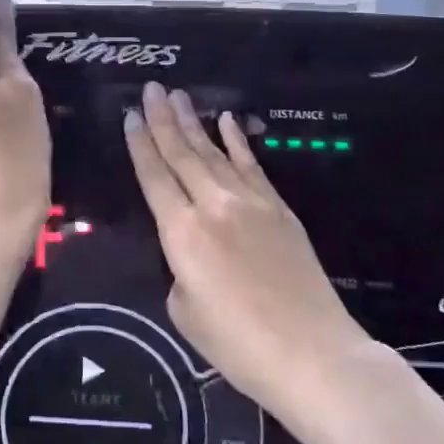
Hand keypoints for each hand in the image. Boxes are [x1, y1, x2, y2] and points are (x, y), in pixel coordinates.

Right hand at [124, 83, 371, 416]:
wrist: (313, 354)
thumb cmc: (239, 345)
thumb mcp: (185, 312)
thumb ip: (179, 270)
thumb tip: (191, 251)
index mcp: (182, 233)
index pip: (154, 176)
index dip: (140, 144)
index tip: (131, 115)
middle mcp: (213, 206)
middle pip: (182, 153)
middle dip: (164, 119)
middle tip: (152, 88)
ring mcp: (251, 203)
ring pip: (214, 153)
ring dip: (194, 122)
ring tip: (179, 95)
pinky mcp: (280, 209)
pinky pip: (252, 165)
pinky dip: (236, 141)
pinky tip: (226, 120)